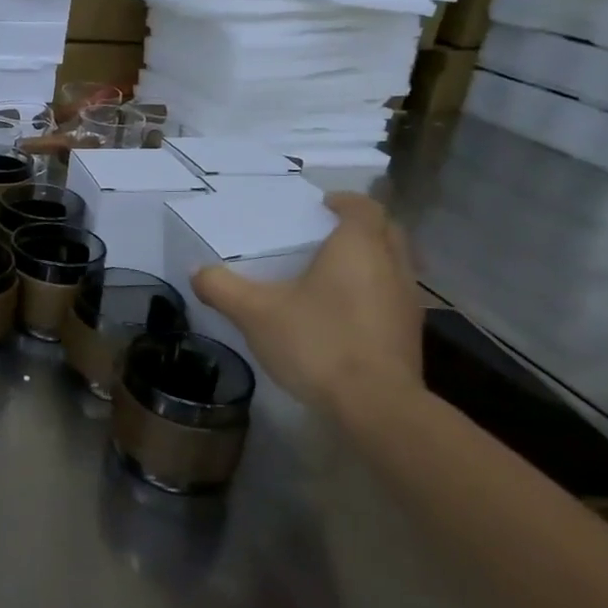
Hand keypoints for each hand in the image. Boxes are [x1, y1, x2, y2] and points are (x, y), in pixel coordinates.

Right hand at [191, 192, 424, 420]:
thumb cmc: (317, 342)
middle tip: (326, 234)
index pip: (363, 207)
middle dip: (360, 227)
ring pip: (394, 264)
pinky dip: (373, 291)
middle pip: (386, 231)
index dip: (344, 201)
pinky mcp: (410, 333)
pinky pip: (392, 295)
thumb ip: (222, 287)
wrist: (376, 406)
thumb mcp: (254, 312)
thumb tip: (197, 271)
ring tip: (332, 272)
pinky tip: (343, 312)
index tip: (321, 205)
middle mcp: (392, 265)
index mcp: (358, 247)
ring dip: (370, 260)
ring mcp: (407, 301)